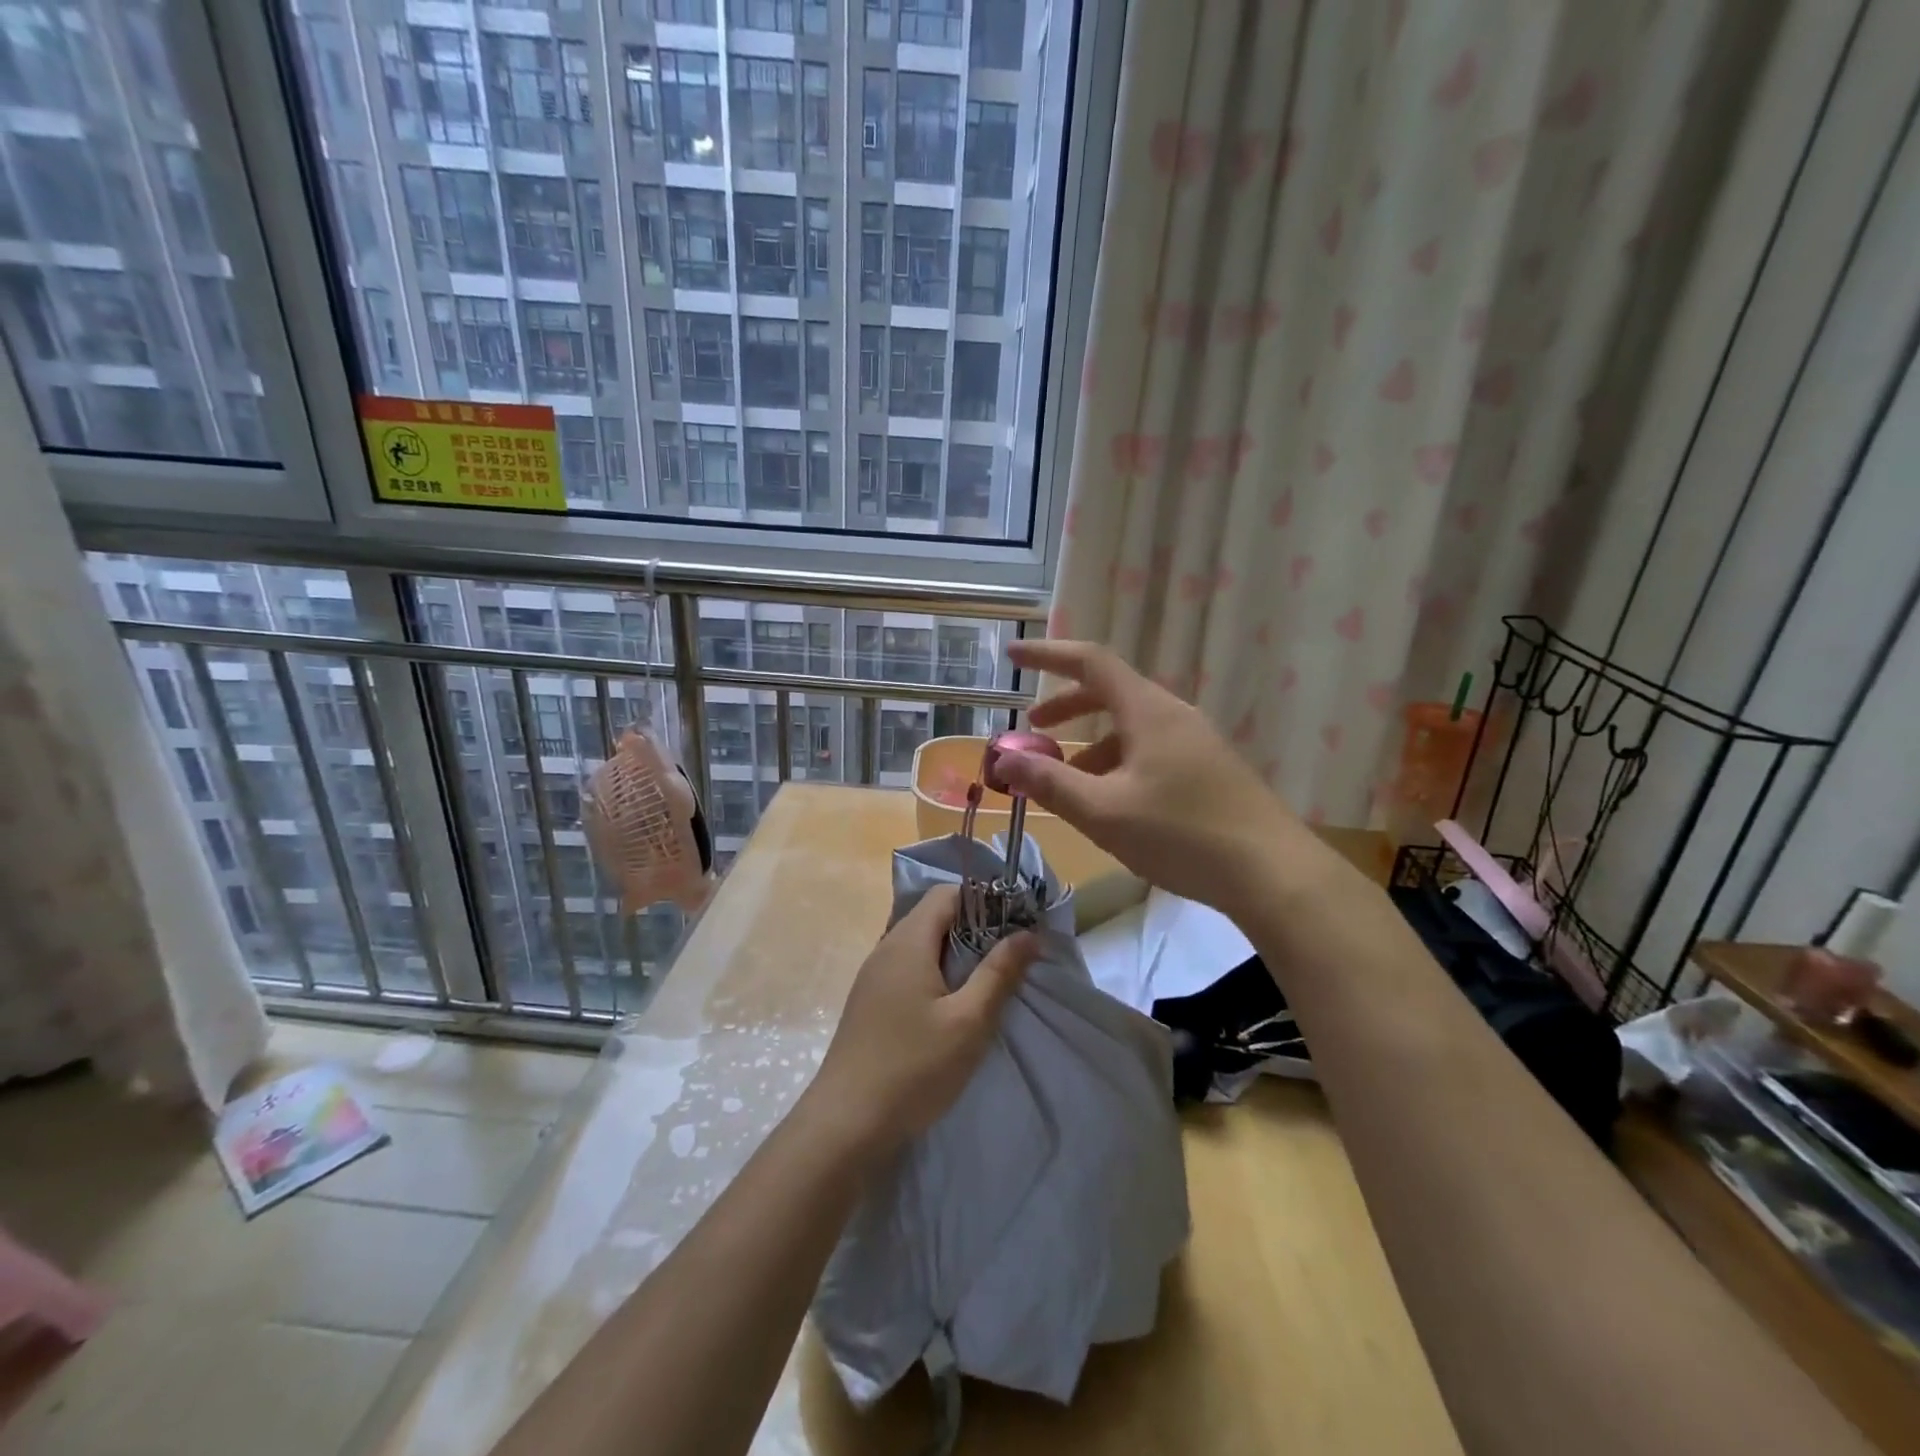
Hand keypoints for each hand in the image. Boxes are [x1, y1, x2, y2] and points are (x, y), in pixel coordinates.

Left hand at [806, 885, 1035, 1156]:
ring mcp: (874, 976)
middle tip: (1009, 957)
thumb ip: (999, 973)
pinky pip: (908, 969)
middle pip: (934, 916)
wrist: (846, 1123)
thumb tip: (1028, 933)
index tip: (1016, 924)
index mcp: (908, 941)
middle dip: (975, 928)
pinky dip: (936, 974)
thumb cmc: (913, 1067)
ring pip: (921, 944)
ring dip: (956, 954)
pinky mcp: (870, 1002)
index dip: (984, 899)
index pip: (947, 893)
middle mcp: (886, 948)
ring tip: (987, 982)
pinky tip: (952, 1007)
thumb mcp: (969, 1021)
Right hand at [996, 639, 1305, 913]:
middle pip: (1111, 693)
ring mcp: (1196, 742)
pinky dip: (1119, 763)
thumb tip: (1002, 759)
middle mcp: (1173, 715)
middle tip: (1033, 729)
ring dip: (1092, 743)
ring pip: (1131, 727)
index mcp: (1148, 711)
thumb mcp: (1103, 812)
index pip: (1091, 662)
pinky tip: (1111, 802)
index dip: (1049, 655)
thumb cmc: (1182, 835)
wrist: (1272, 873)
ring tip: (1065, 778)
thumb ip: (1049, 783)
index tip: (1014, 656)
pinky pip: (1151, 751)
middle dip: (1066, 707)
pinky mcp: (1209, 770)